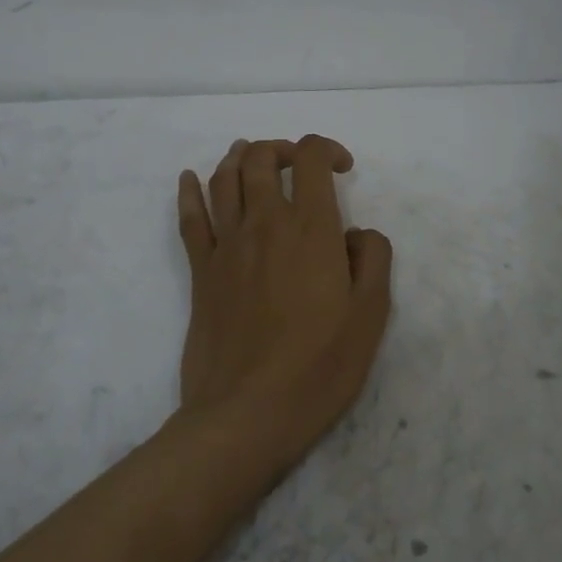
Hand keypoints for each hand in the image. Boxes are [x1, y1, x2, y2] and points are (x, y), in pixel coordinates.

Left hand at [176, 136, 394, 471]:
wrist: (247, 412)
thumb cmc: (319, 367)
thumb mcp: (370, 316)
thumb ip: (372, 259)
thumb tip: (355, 233)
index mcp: (310, 230)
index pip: (309, 158)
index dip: (326, 150)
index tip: (341, 170)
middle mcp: (264, 224)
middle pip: (260, 159)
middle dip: (280, 149)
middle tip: (297, 166)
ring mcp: (226, 246)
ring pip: (223, 178)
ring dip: (238, 158)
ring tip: (252, 157)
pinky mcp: (200, 271)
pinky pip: (189, 218)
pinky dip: (189, 190)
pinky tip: (191, 178)